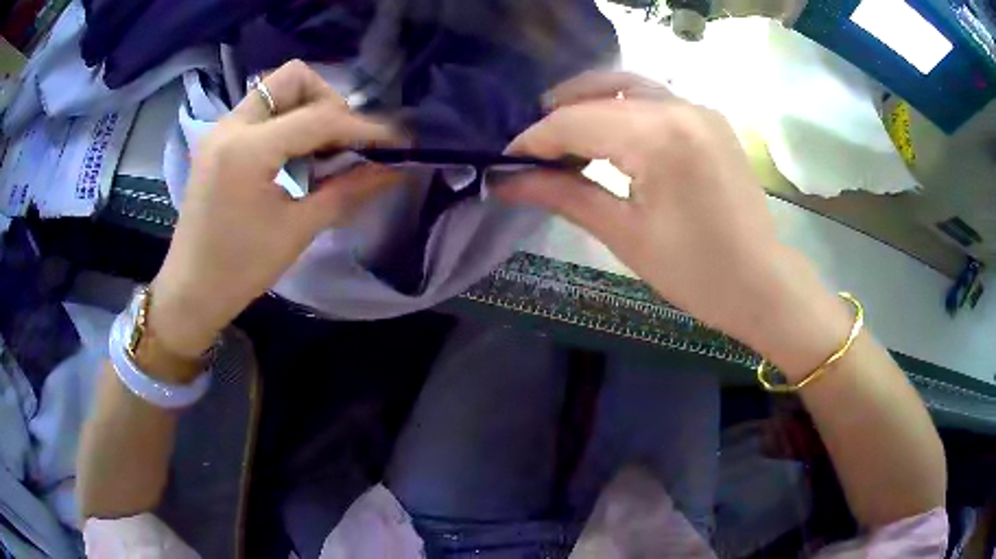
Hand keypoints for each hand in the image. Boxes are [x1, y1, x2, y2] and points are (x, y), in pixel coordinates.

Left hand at [149, 60, 402, 359]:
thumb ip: (347, 191)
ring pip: (276, 90)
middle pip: (293, 78)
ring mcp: (221, 131)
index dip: (364, 128)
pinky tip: (296, 157)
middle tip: (343, 141)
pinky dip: (287, 123)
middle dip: (328, 101)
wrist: (191, 291)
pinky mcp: (218, 142)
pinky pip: (261, 112)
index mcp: (247, 148)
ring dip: (307, 109)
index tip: (396, 142)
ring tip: (322, 151)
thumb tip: (393, 170)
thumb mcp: (296, 231)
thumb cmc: (240, 269)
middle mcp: (231, 125)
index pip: (319, 118)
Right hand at [499, 72, 851, 376]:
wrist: (762, 284)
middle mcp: (680, 107)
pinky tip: (608, 133)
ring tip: (561, 133)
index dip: (535, 140)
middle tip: (530, 149)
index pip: (577, 121)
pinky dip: (622, 108)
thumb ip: (564, 195)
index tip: (506, 162)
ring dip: (588, 103)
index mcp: (659, 137)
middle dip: (558, 118)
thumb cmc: (697, 273)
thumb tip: (507, 181)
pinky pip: (655, 99)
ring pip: (628, 87)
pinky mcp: (710, 120)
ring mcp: (700, 109)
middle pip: (599, 95)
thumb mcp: (625, 235)